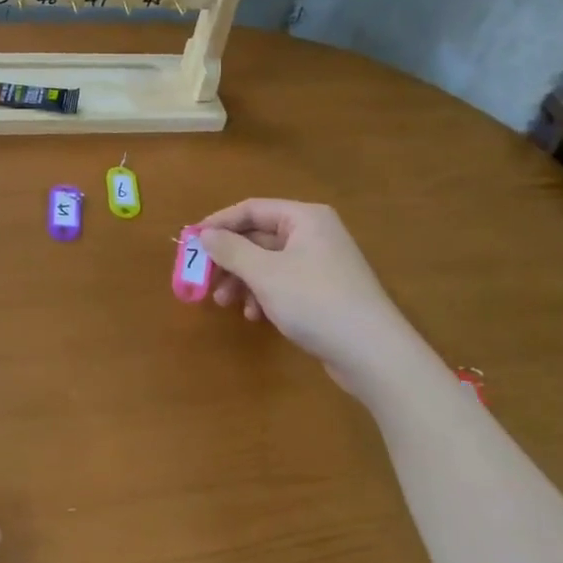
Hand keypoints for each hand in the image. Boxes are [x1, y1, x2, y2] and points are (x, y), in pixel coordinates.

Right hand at [197, 198, 409, 394]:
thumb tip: (204, 234)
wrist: (373, 353)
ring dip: (242, 281)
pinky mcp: (323, 292)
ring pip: (268, 263)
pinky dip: (263, 295)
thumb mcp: (265, 273)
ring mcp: (321, 264)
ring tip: (224, 304)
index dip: (218, 224)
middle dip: (229, 259)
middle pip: (258, 237)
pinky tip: (254, 316)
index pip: (251, 209)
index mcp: (304, 218)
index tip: (190, 243)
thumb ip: (230, 250)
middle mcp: (314, 234)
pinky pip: (283, 283)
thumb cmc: (316, 302)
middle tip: (203, 279)